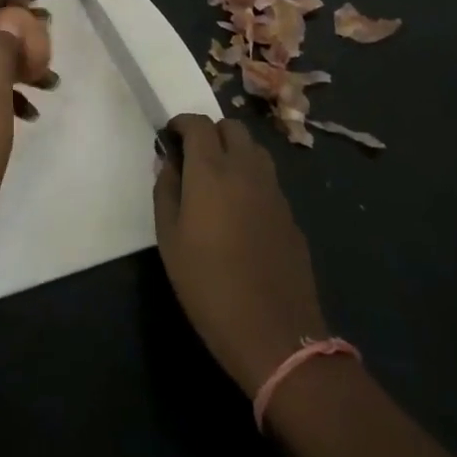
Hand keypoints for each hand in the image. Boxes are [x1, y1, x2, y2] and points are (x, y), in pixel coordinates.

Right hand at [154, 115, 331, 396]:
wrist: (274, 333)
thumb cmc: (208, 286)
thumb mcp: (169, 239)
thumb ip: (166, 191)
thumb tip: (168, 163)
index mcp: (211, 171)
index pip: (198, 124)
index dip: (181, 123)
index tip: (169, 137)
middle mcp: (246, 170)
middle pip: (232, 127)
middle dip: (210, 132)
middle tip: (193, 157)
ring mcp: (274, 191)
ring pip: (255, 150)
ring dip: (234, 151)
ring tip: (217, 180)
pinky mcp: (290, 214)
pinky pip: (268, 179)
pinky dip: (251, 179)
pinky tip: (240, 211)